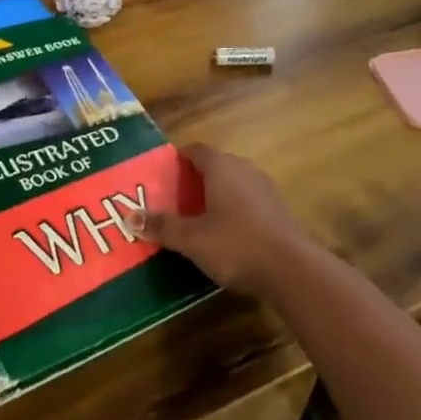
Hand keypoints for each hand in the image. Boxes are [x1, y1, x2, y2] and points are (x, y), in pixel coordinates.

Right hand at [134, 143, 309, 297]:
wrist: (292, 268)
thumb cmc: (235, 244)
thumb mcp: (192, 239)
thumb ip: (162, 226)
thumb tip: (128, 217)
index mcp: (221, 167)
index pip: (197, 150)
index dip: (179, 158)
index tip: (164, 172)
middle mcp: (243, 169)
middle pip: (215, 165)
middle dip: (195, 178)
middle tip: (175, 198)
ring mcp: (265, 188)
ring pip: (234, 183)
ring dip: (216, 194)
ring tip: (198, 217)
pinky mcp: (278, 210)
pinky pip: (248, 200)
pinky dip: (234, 209)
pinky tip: (226, 233)